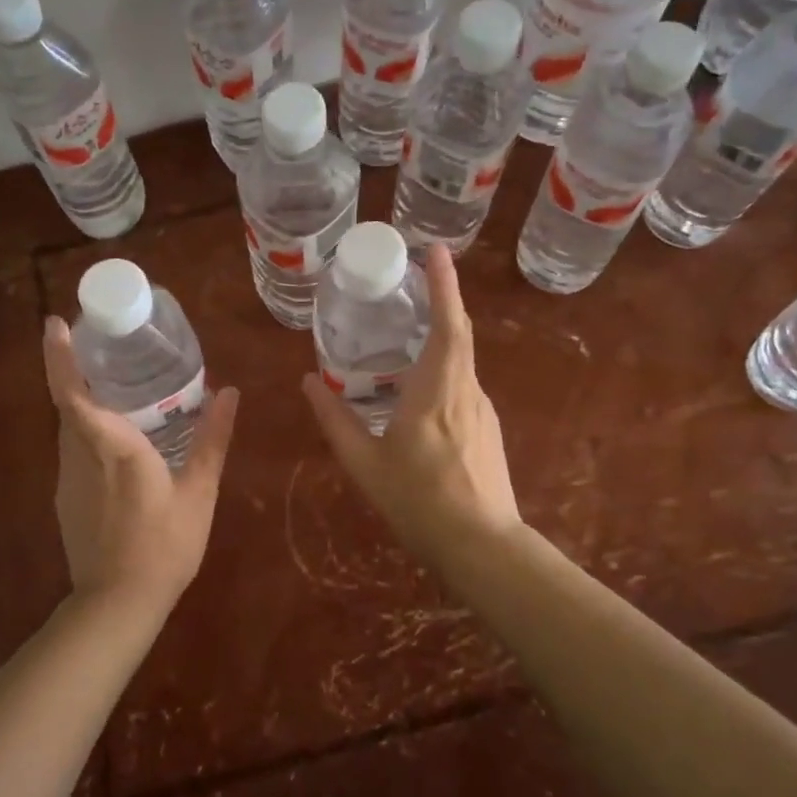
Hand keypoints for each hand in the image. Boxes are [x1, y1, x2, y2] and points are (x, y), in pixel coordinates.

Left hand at [41, 318, 239, 612]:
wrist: (118, 604)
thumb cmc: (164, 545)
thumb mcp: (199, 492)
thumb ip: (213, 439)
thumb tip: (230, 393)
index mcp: (113, 447)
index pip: (74, 393)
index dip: (60, 357)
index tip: (55, 323)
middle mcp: (80, 456)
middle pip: (68, 403)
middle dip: (76, 369)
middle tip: (103, 344)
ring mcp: (67, 479)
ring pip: (70, 427)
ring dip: (84, 401)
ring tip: (117, 386)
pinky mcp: (65, 498)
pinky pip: (74, 450)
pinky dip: (88, 431)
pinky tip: (115, 440)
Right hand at [301, 243, 519, 564]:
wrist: (483, 546)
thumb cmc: (419, 501)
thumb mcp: (365, 463)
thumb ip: (335, 419)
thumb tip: (308, 382)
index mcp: (437, 391)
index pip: (447, 324)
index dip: (443, 284)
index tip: (436, 250)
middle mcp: (466, 390)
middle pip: (459, 332)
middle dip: (443, 298)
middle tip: (416, 277)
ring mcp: (483, 409)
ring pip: (462, 359)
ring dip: (441, 334)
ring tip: (409, 329)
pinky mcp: (488, 428)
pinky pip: (463, 383)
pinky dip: (444, 366)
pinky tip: (420, 386)